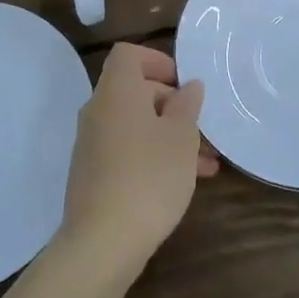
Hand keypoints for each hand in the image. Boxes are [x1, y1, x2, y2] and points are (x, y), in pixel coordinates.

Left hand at [59, 44, 218, 274]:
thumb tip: (189, 86)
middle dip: (172, 105)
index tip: (183, 82)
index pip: (128, 55)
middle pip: (135, 91)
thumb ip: (187, 105)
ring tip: (206, 162)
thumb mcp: (181, 137)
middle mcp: (98, 111)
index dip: (156, 60)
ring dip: (169, 135)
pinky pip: (127, 150)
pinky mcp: (93, 173)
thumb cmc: (149, 177)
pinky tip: (183, 181)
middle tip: (202, 127)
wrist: (102, 243)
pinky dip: (153, 155)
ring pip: (136, 125)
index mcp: (117, 92)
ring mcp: (92, 144)